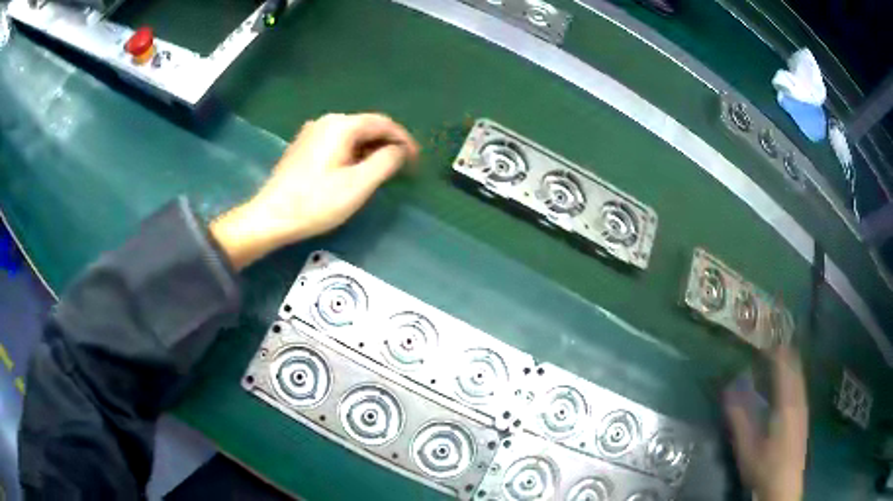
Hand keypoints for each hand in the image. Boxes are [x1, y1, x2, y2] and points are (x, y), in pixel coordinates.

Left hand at [210, 113, 418, 268]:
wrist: (271, 216)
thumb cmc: (316, 202)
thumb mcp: (358, 185)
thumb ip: (385, 162)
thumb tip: (399, 150)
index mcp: (341, 125)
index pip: (383, 123)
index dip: (404, 140)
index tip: (416, 160)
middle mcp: (327, 121)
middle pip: (367, 126)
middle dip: (388, 144)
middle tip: (402, 167)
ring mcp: (312, 132)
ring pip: (352, 135)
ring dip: (371, 149)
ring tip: (382, 170)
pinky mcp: (303, 146)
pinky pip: (337, 142)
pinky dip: (353, 152)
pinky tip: (355, 170)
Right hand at [724, 347, 808, 500]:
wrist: (785, 486)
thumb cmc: (764, 467)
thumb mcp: (747, 447)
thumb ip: (739, 419)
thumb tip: (728, 391)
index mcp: (785, 404)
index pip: (783, 368)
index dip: (775, 353)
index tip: (765, 342)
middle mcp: (798, 401)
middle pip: (795, 369)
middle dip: (786, 354)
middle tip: (773, 344)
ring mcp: (804, 409)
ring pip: (800, 377)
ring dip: (792, 364)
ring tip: (783, 355)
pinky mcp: (804, 417)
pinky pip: (802, 387)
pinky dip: (796, 376)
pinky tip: (792, 380)